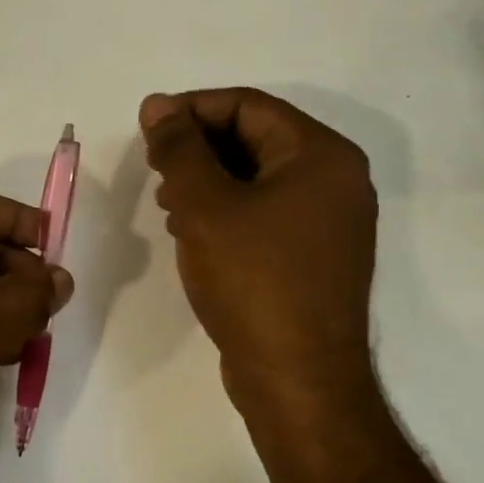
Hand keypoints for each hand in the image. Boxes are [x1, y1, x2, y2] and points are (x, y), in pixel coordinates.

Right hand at [139, 88, 376, 414]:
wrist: (298, 379)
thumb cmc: (253, 280)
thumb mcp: (205, 205)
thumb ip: (178, 148)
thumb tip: (158, 103)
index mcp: (321, 155)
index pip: (248, 105)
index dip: (191, 109)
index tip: (148, 129)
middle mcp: (335, 179)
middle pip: (254, 137)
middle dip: (197, 146)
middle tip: (154, 167)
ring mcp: (327, 220)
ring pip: (256, 175)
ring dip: (206, 178)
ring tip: (167, 202)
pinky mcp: (313, 253)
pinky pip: (264, 209)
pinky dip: (224, 208)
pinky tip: (190, 230)